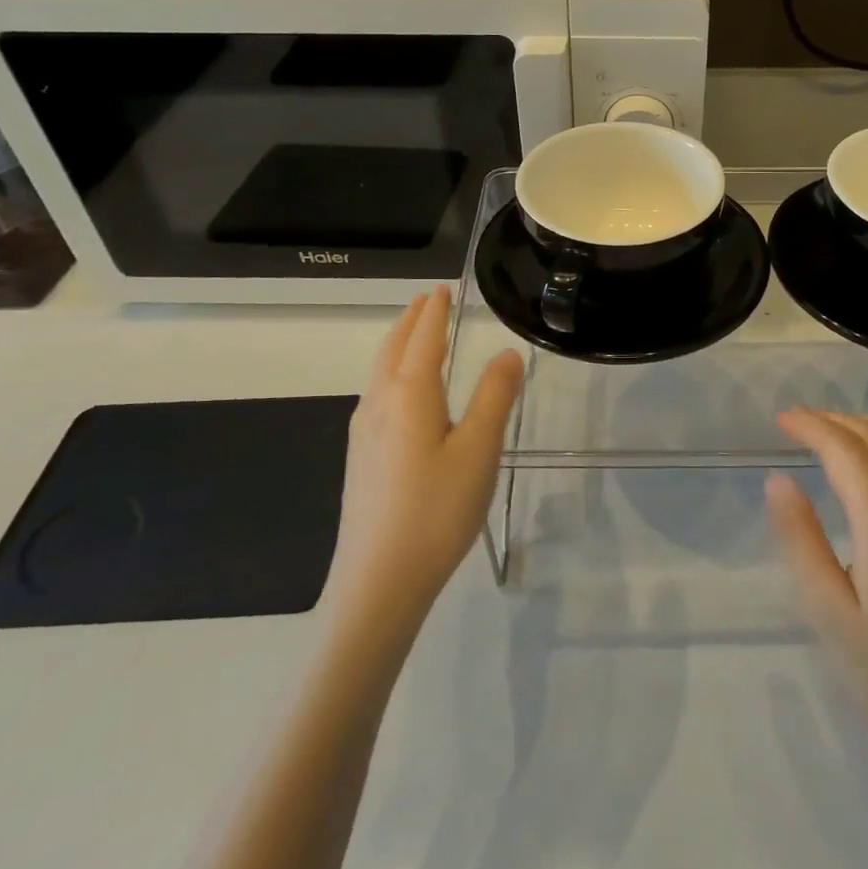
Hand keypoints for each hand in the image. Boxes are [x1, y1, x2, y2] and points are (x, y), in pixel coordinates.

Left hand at [327, 286, 523, 627]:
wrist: (379, 581)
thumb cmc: (437, 510)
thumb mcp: (479, 451)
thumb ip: (494, 397)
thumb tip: (507, 353)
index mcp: (409, 394)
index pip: (423, 338)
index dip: (435, 311)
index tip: (442, 288)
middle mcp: (379, 404)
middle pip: (394, 349)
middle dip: (411, 320)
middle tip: (427, 300)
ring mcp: (363, 432)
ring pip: (379, 372)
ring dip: (398, 344)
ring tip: (413, 334)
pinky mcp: (360, 458)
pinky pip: (376, 394)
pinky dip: (390, 372)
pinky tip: (398, 393)